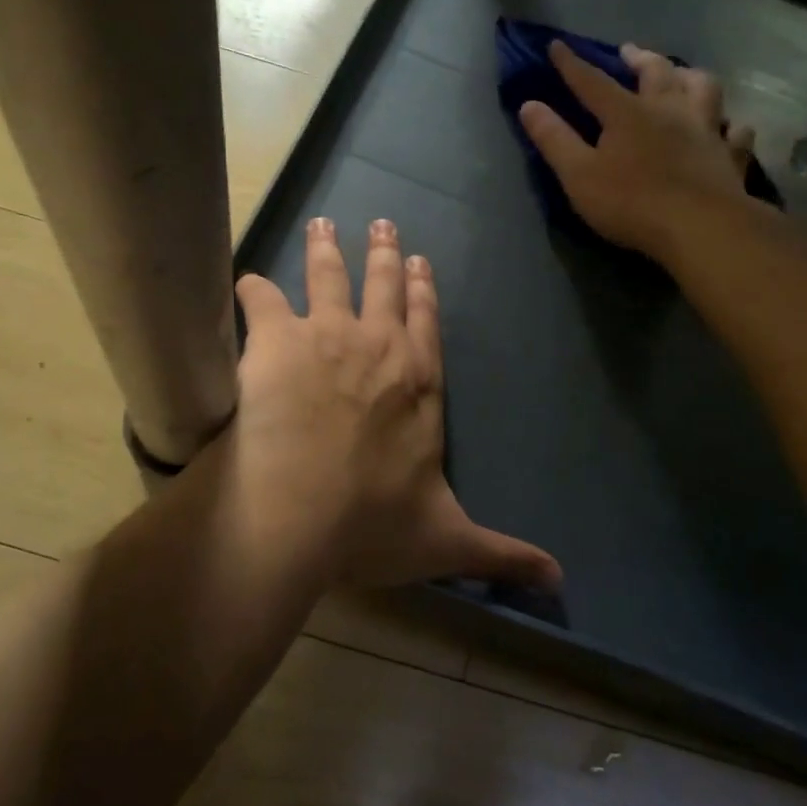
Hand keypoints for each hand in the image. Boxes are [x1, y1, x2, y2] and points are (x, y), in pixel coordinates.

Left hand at [231, 217, 561, 590]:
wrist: (300, 514)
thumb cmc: (373, 525)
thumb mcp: (448, 542)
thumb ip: (503, 555)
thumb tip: (562, 582)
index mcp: (419, 384)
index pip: (426, 325)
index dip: (423, 293)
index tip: (421, 261)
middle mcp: (378, 348)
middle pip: (384, 289)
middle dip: (384, 255)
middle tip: (383, 223)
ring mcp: (328, 337)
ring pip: (330, 278)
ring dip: (327, 250)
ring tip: (323, 225)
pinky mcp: (276, 340)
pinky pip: (262, 301)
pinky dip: (253, 290)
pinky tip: (244, 279)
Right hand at [519, 40, 771, 259]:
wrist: (701, 228)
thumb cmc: (631, 203)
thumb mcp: (579, 175)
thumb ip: (554, 139)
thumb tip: (529, 105)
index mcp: (627, 113)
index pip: (592, 81)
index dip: (572, 64)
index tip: (557, 45)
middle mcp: (669, 110)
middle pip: (656, 72)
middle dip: (639, 58)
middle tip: (630, 52)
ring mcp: (706, 130)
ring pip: (704, 88)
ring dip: (690, 76)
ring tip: (682, 74)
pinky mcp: (731, 156)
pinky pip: (735, 132)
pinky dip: (731, 125)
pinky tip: (728, 127)